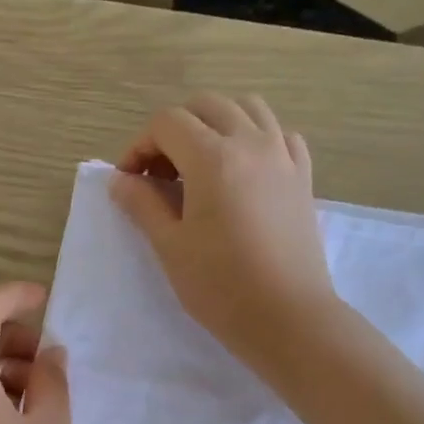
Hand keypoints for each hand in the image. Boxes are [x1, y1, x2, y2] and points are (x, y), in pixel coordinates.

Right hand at [113, 96, 336, 375]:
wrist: (287, 317)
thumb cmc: (220, 286)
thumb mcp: (170, 246)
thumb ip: (142, 204)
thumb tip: (121, 180)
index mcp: (212, 158)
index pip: (167, 123)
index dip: (139, 146)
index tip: (129, 181)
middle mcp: (251, 142)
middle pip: (206, 106)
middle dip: (174, 130)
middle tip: (160, 173)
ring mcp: (283, 156)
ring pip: (247, 108)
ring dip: (216, 123)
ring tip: (201, 163)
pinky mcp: (303, 176)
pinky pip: (280, 134)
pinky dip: (256, 138)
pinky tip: (244, 170)